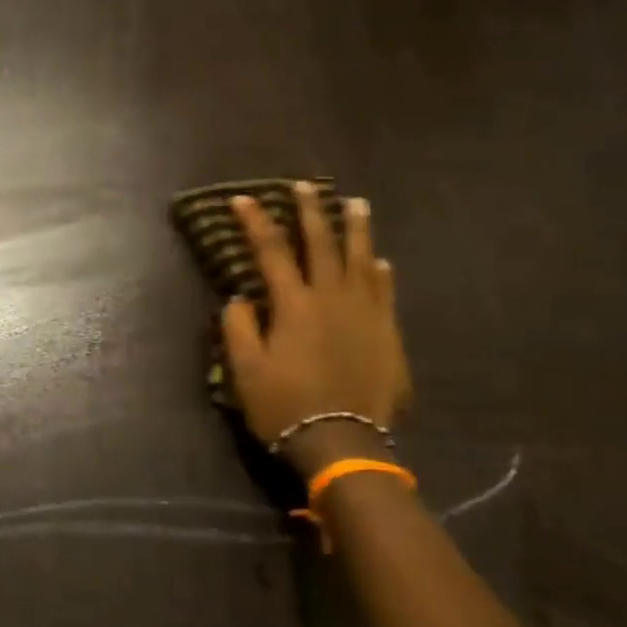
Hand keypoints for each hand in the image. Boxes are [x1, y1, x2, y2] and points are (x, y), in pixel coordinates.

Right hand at [221, 184, 411, 476]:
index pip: (271, 252)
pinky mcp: (387, 332)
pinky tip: (378, 261)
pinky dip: (379, 272)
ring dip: (355, 229)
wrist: (343, 441)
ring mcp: (366, 313)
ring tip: (355, 204)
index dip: (256, 222)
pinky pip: (385, 291)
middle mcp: (332, 298)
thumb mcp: (245, 370)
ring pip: (360, 259)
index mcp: (294, 305)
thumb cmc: (285, 405)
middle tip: (304, 186)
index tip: (244, 199)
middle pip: (321, 244)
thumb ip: (239, 328)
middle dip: (310, 211)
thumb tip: (240, 298)